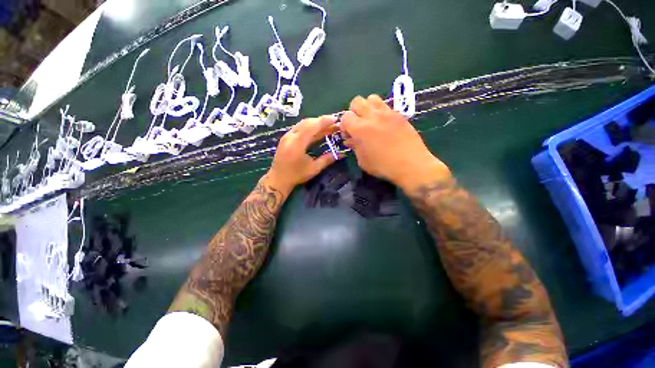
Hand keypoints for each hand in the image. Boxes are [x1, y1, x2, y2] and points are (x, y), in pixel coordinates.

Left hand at [265, 116, 340, 194]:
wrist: (278, 179)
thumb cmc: (296, 175)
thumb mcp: (314, 168)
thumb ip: (327, 159)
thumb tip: (341, 154)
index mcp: (297, 143)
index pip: (311, 126)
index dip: (324, 121)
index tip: (335, 119)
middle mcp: (290, 136)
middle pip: (307, 123)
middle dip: (321, 121)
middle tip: (333, 123)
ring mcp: (287, 136)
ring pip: (302, 124)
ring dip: (315, 124)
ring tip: (328, 126)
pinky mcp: (286, 138)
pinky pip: (299, 128)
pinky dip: (309, 128)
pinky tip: (317, 131)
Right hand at [341, 95, 450, 190]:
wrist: (411, 164)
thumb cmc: (383, 166)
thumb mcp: (363, 161)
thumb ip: (355, 147)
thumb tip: (350, 140)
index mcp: (360, 129)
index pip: (345, 117)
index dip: (344, 125)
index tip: (349, 135)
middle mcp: (372, 116)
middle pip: (357, 101)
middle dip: (354, 112)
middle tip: (358, 125)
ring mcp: (387, 113)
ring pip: (372, 98)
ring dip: (367, 107)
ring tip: (371, 121)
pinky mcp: (398, 114)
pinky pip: (385, 106)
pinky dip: (380, 112)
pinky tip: (384, 125)